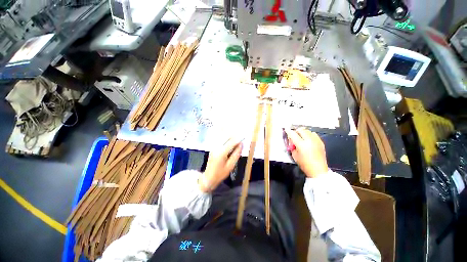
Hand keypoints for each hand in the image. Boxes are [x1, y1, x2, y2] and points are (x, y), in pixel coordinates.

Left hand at [199, 138, 242, 191]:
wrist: (208, 178)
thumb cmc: (220, 173)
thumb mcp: (231, 166)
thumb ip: (236, 154)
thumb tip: (241, 145)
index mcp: (221, 152)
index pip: (231, 142)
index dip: (238, 139)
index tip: (244, 139)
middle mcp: (216, 147)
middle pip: (226, 136)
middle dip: (234, 137)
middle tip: (240, 141)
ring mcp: (213, 146)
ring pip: (223, 137)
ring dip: (230, 137)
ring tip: (235, 142)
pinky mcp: (213, 147)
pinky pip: (220, 139)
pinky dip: (226, 139)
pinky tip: (229, 144)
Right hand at [284, 128, 327, 177]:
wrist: (318, 170)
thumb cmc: (304, 164)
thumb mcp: (294, 155)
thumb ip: (292, 146)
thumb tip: (292, 140)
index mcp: (301, 145)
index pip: (293, 135)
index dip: (289, 131)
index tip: (286, 128)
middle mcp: (309, 141)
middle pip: (301, 130)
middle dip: (296, 131)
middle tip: (294, 135)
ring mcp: (316, 141)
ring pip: (308, 131)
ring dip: (303, 132)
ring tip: (301, 137)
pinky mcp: (321, 142)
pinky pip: (314, 134)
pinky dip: (309, 135)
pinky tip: (308, 140)